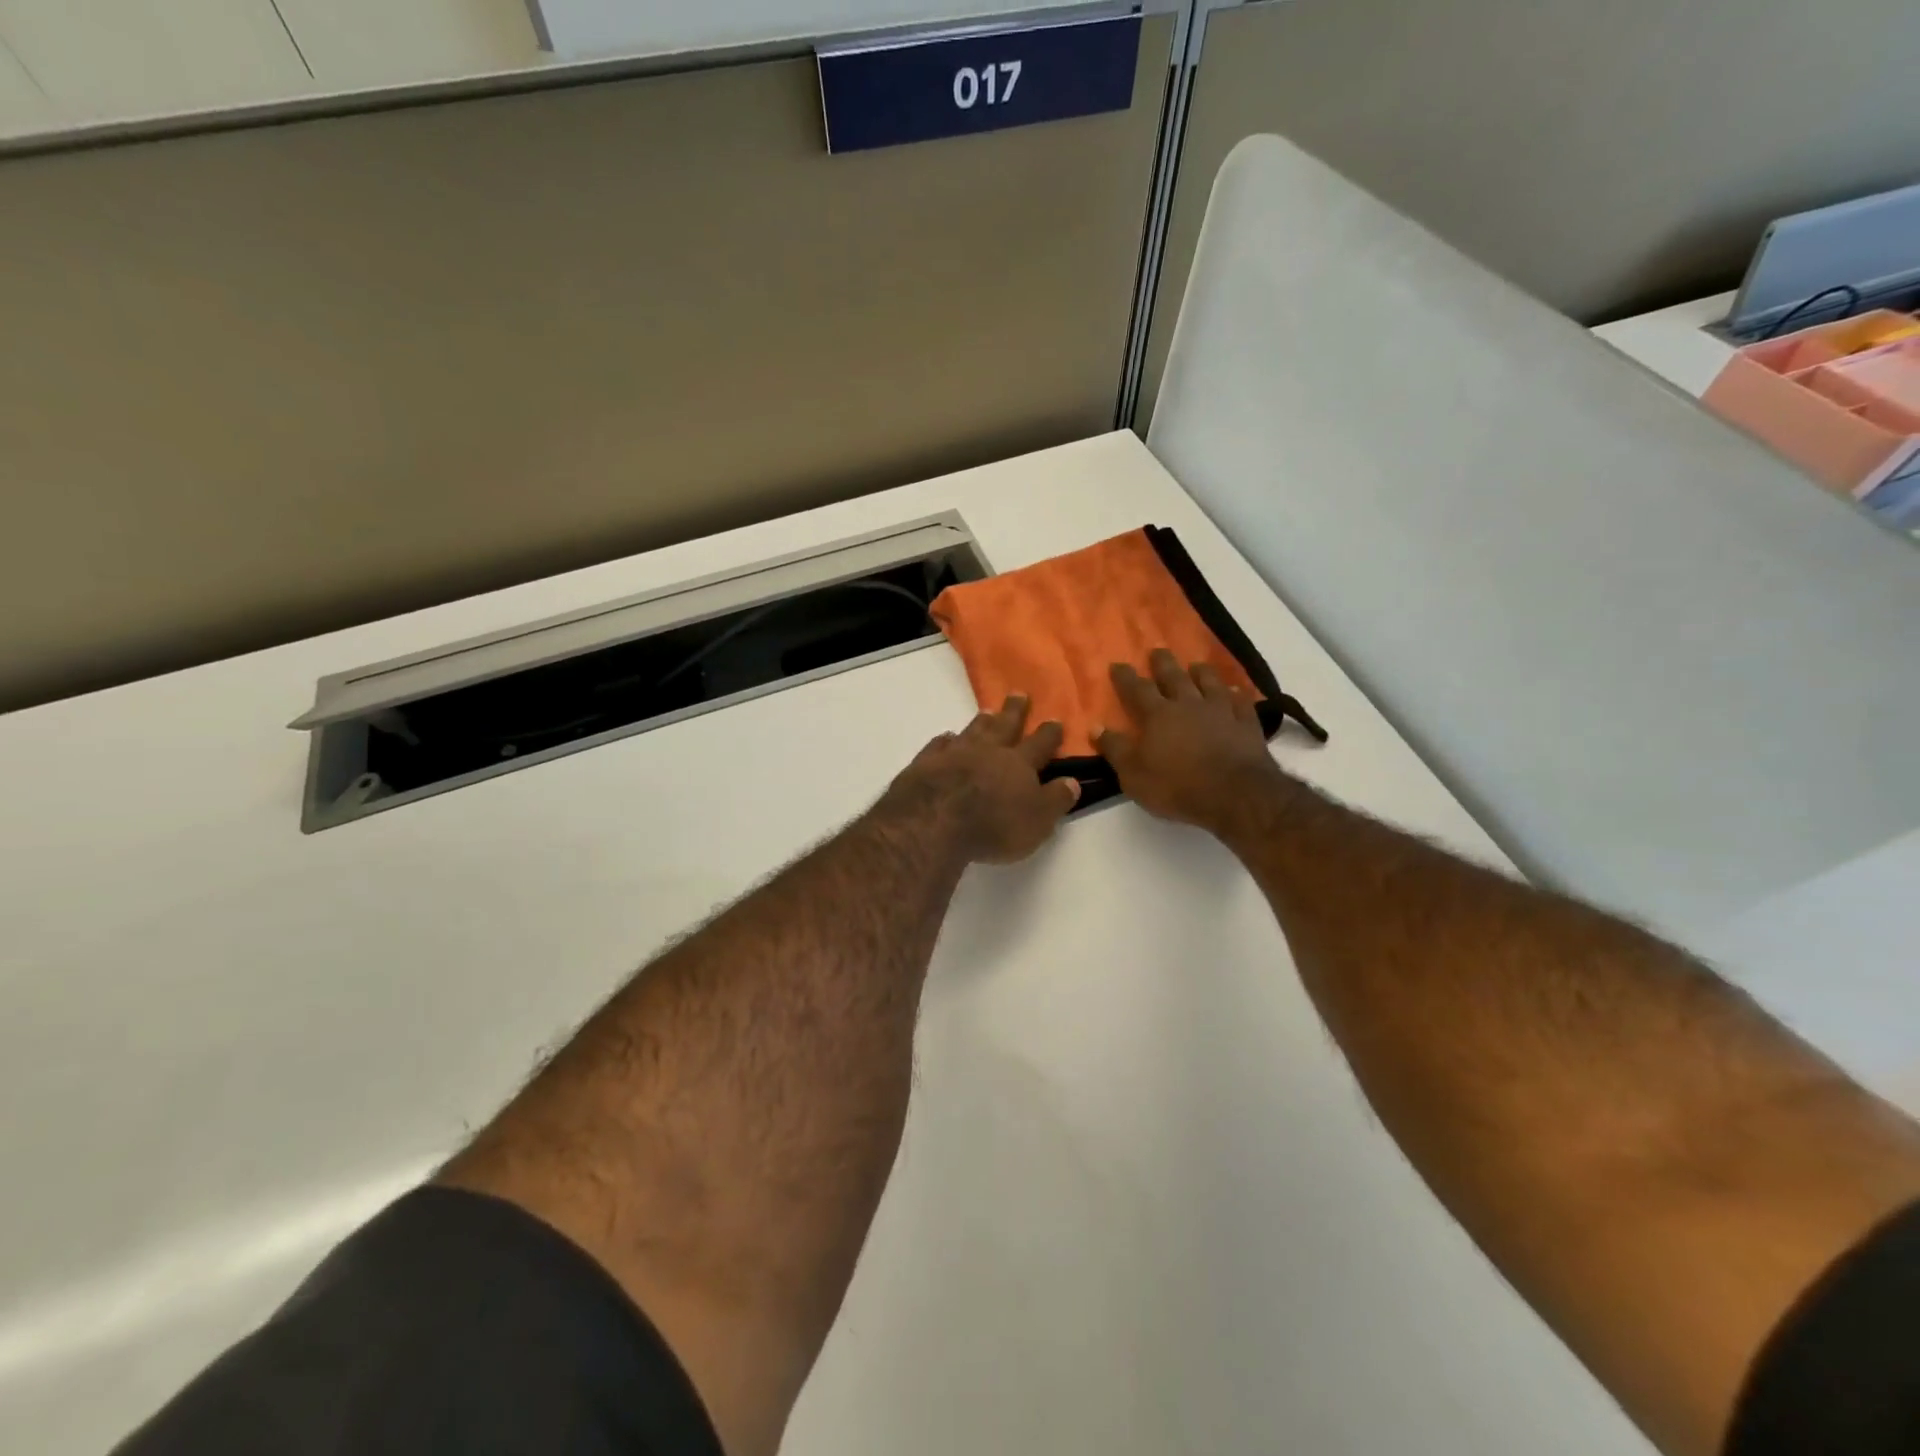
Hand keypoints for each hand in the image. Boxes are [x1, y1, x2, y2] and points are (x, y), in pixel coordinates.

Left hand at [885, 696, 1080, 863]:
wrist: (933, 821)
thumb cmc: (993, 825)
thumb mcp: (1038, 820)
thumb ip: (1056, 799)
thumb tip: (1073, 781)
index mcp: (1019, 763)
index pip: (1040, 743)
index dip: (1049, 733)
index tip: (1055, 719)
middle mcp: (988, 750)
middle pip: (1005, 725)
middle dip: (1015, 710)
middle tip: (1019, 694)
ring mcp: (954, 753)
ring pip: (972, 730)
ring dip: (982, 721)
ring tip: (987, 711)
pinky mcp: (926, 762)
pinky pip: (938, 745)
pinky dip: (944, 740)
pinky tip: (946, 738)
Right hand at [1097, 649, 1294, 835]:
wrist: (1234, 794)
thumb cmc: (1176, 786)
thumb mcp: (1133, 774)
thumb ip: (1115, 749)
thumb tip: (1096, 726)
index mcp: (1157, 715)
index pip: (1137, 689)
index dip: (1125, 677)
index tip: (1117, 664)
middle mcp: (1188, 705)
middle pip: (1174, 677)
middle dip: (1163, 663)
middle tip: (1157, 650)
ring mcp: (1221, 711)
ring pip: (1209, 683)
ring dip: (1201, 672)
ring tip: (1196, 665)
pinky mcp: (1246, 724)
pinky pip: (1240, 702)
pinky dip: (1236, 694)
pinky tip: (1234, 690)